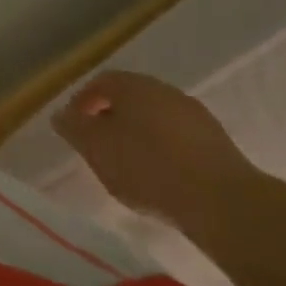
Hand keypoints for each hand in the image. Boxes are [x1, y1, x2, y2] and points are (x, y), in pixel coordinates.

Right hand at [53, 70, 257, 226]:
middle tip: (100, 147)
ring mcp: (196, 116)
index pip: (100, 82)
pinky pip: (179, 139)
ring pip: (156, 119)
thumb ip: (74, 129)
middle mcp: (165, 91)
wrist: (224, 202)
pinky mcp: (219, 144)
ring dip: (139, 136)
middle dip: (111, 119)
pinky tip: (161, 177)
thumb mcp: (96, 149)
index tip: (75, 128)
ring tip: (130, 167)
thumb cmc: (148, 168)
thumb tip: (62, 115)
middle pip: (130, 99)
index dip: (83, 102)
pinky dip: (164, 151)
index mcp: (134, 85)